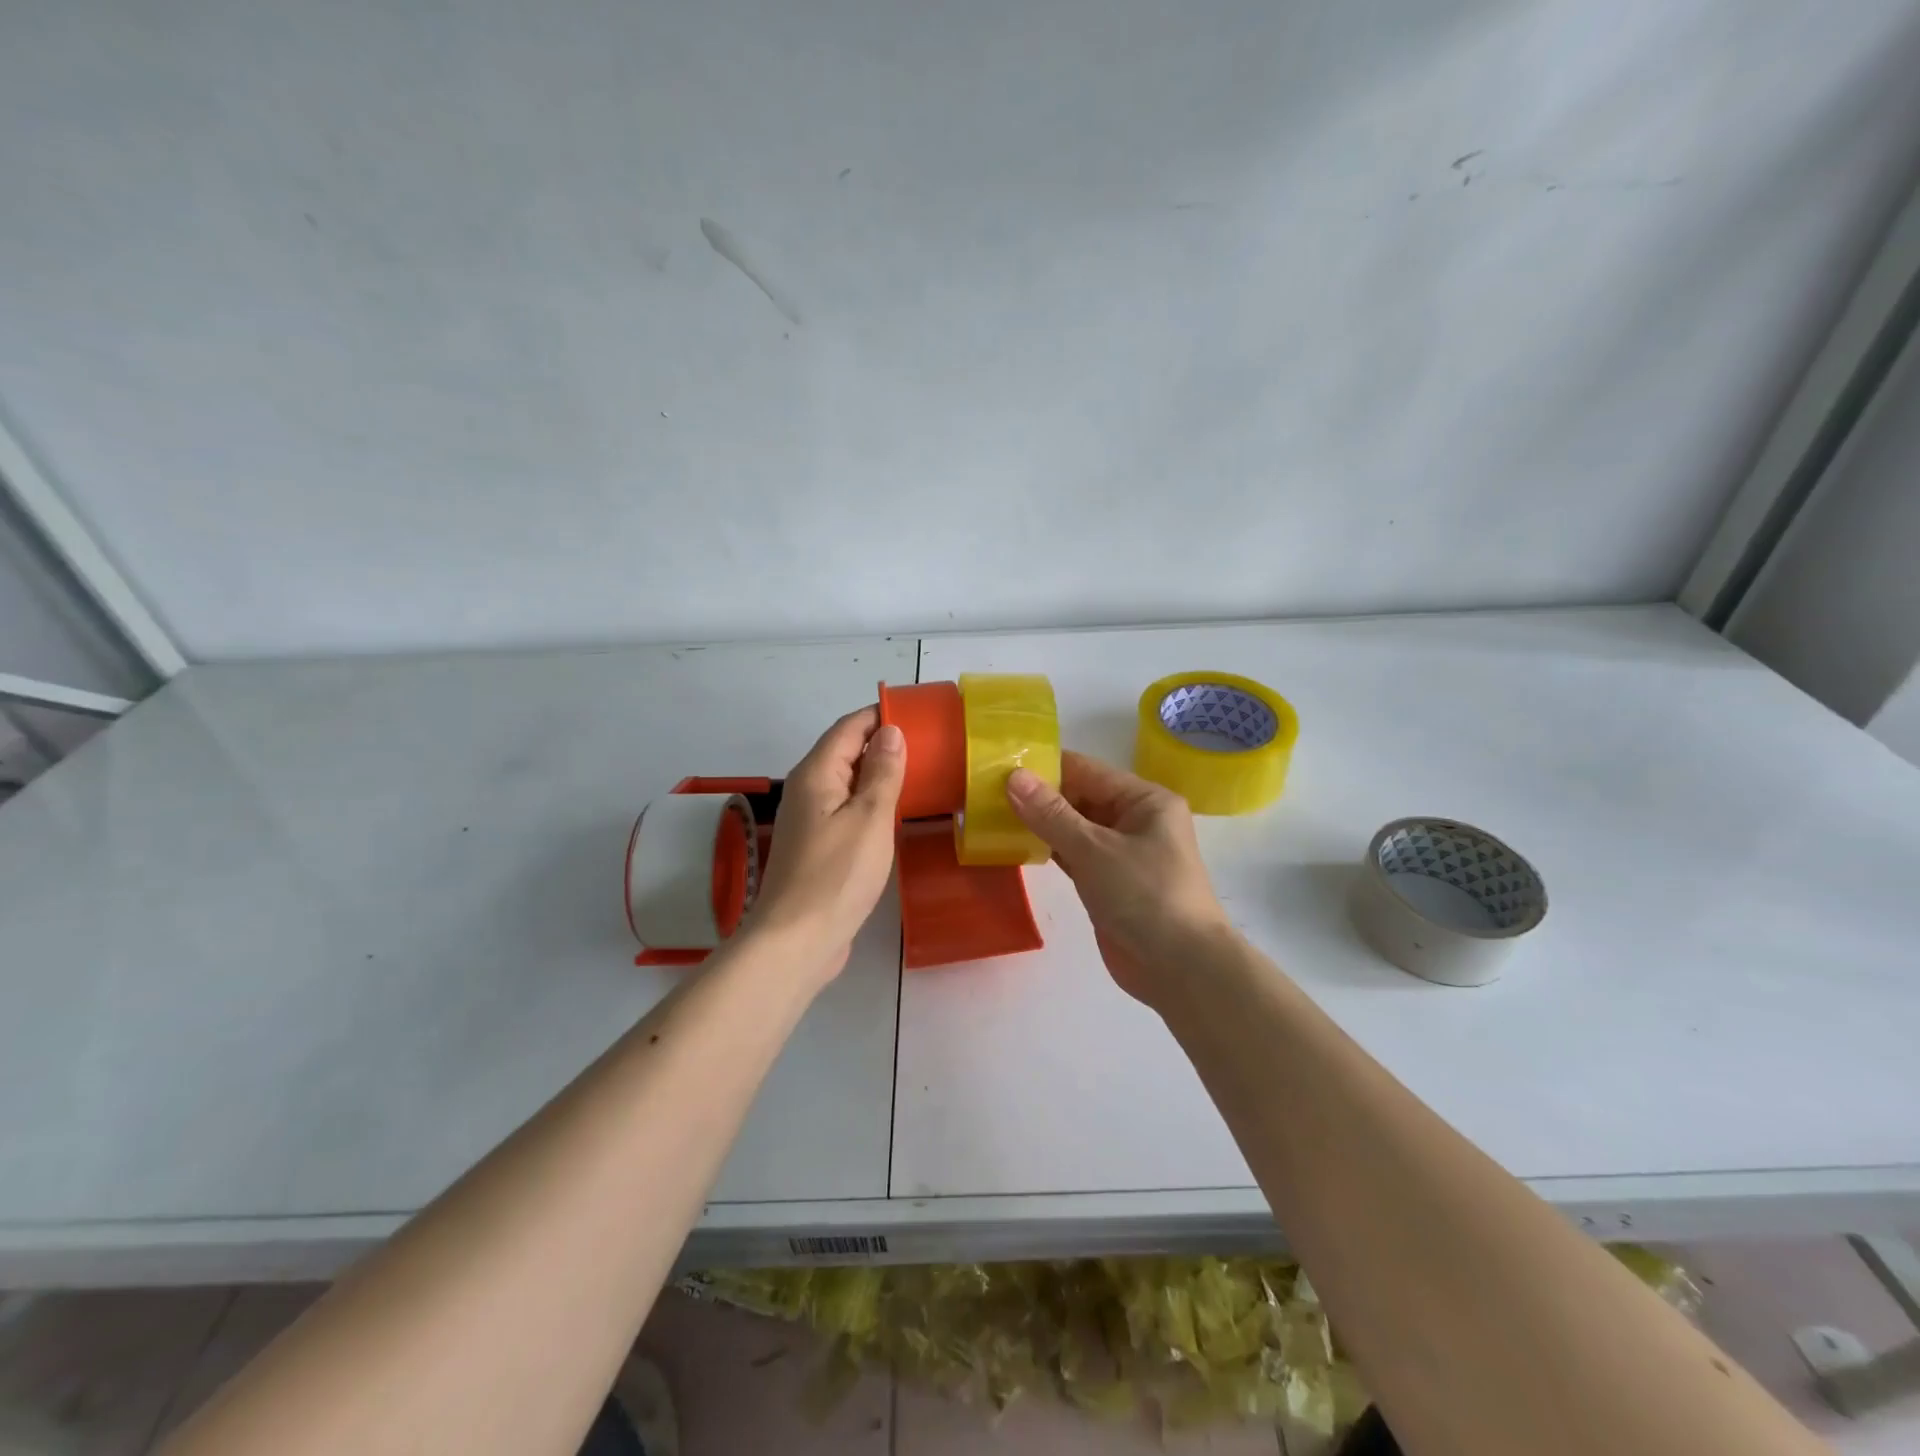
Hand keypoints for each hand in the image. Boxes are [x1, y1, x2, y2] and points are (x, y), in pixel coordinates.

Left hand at [747, 707, 905, 980]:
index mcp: (817, 773)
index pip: (849, 727)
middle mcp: (808, 789)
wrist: (797, 941)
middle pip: (846, 751)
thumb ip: (882, 773)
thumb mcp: (869, 818)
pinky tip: (896, 813)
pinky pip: (847, 809)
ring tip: (921, 773)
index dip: (881, 715)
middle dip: (883, 742)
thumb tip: (891, 731)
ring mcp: (811, 819)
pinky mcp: (818, 846)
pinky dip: (871, 802)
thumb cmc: (837, 875)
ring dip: (879, 774)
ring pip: (848, 782)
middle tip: (930, 744)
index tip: (919, 713)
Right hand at [1007, 750, 1232, 1006]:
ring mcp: (1122, 854)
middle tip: (987, 790)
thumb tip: (1013, 776)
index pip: (1087, 771)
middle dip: (1038, 796)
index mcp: (1145, 800)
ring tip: (993, 813)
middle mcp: (1135, 820)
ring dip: (1040, 823)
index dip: (1045, 766)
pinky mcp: (1108, 883)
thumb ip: (1051, 814)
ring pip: (1074, 828)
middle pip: (1080, 797)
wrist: (1181, 970)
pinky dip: (1049, 850)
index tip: (1000, 764)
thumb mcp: (1094, 849)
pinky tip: (1016, 844)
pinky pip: (1074, 855)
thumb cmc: (1145, 896)